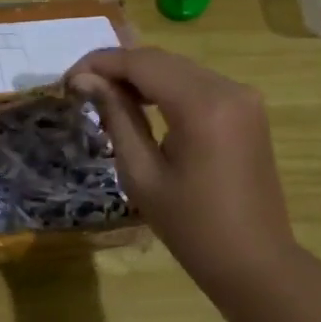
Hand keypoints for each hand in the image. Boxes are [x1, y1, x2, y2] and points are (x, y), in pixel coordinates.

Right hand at [67, 46, 297, 288]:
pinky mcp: (248, 109)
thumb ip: (116, 117)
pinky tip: (141, 105)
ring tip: (103, 97)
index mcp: (202, 105)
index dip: (100, 63)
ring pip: (180, 69)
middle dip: (118, 67)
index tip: (67, 80)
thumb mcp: (141, 173)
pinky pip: (198, 84)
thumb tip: (86, 80)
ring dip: (141, 76)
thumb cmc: (190, 226)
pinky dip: (165, 88)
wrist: (253, 260)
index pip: (141, 63)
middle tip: (80, 87)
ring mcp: (244, 97)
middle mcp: (228, 88)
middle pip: (162, 60)